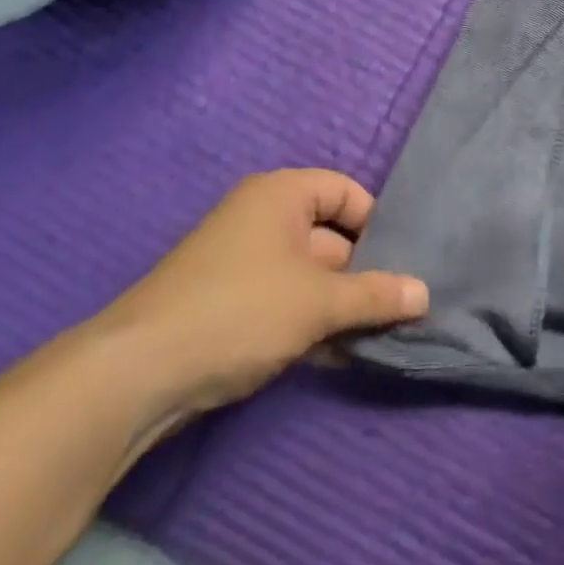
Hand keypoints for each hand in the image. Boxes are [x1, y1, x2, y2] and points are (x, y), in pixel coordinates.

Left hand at [95, 170, 427, 428]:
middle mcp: (262, 218)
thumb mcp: (318, 301)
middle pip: (330, 236)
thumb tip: (424, 293)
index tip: (403, 261)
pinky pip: (285, 301)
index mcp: (281, 194)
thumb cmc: (240, 310)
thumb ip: (375, 295)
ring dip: (340, 305)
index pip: (345, 191)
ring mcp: (243, 262)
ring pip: (309, 275)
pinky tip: (339, 355)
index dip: (377, 222)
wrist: (138, 372)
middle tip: (402, 306)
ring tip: (379, 335)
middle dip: (363, 272)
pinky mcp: (230, 304)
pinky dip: (311, 323)